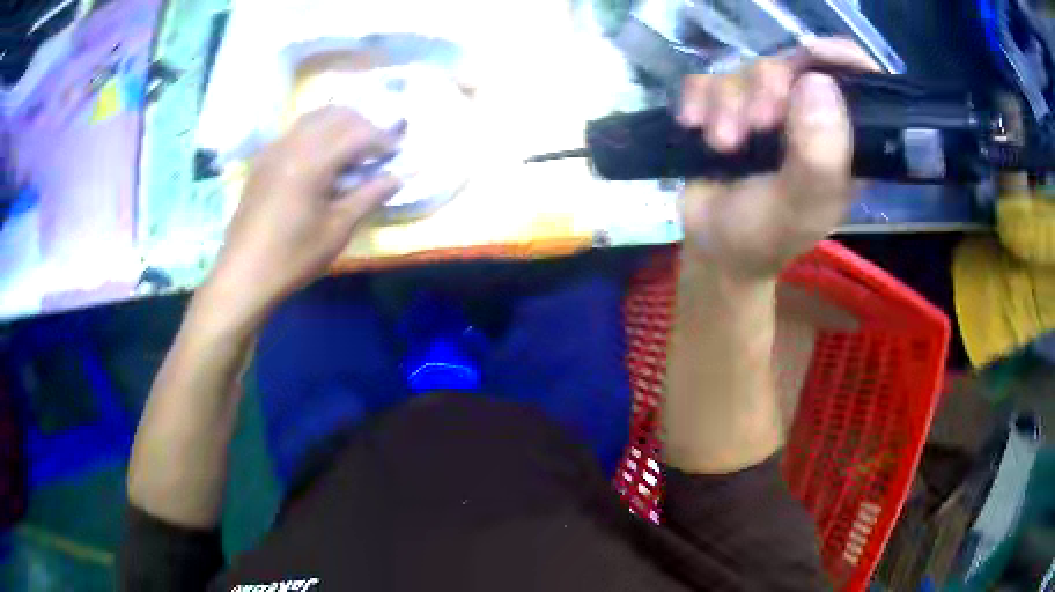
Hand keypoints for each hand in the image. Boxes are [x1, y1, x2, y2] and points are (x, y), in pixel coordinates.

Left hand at [202, 107, 401, 329]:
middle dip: (362, 125)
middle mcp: (292, 145)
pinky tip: (321, 157)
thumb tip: (398, 177)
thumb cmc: (293, 257)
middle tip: (377, 148)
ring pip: (314, 117)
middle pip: (335, 115)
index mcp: (311, 162)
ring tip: (352, 148)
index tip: (397, 152)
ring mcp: (274, 150)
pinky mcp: (263, 160)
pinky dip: (317, 132)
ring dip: (339, 124)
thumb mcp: (337, 230)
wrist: (244, 275)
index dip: (382, 138)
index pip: (356, 133)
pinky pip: (295, 131)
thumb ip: (368, 196)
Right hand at [677, 38, 878, 278]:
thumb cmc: (766, 234)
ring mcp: (764, 108)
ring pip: (747, 71)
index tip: (813, 55)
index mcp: (842, 138)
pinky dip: (698, 99)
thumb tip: (817, 83)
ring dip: (728, 105)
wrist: (712, 248)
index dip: (840, 58)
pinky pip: (709, 79)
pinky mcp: (725, 106)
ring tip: (723, 145)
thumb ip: (819, 154)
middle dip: (768, 91)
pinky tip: (695, 126)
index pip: (857, 81)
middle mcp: (808, 115)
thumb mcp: (801, 204)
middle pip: (792, 66)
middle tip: (758, 127)